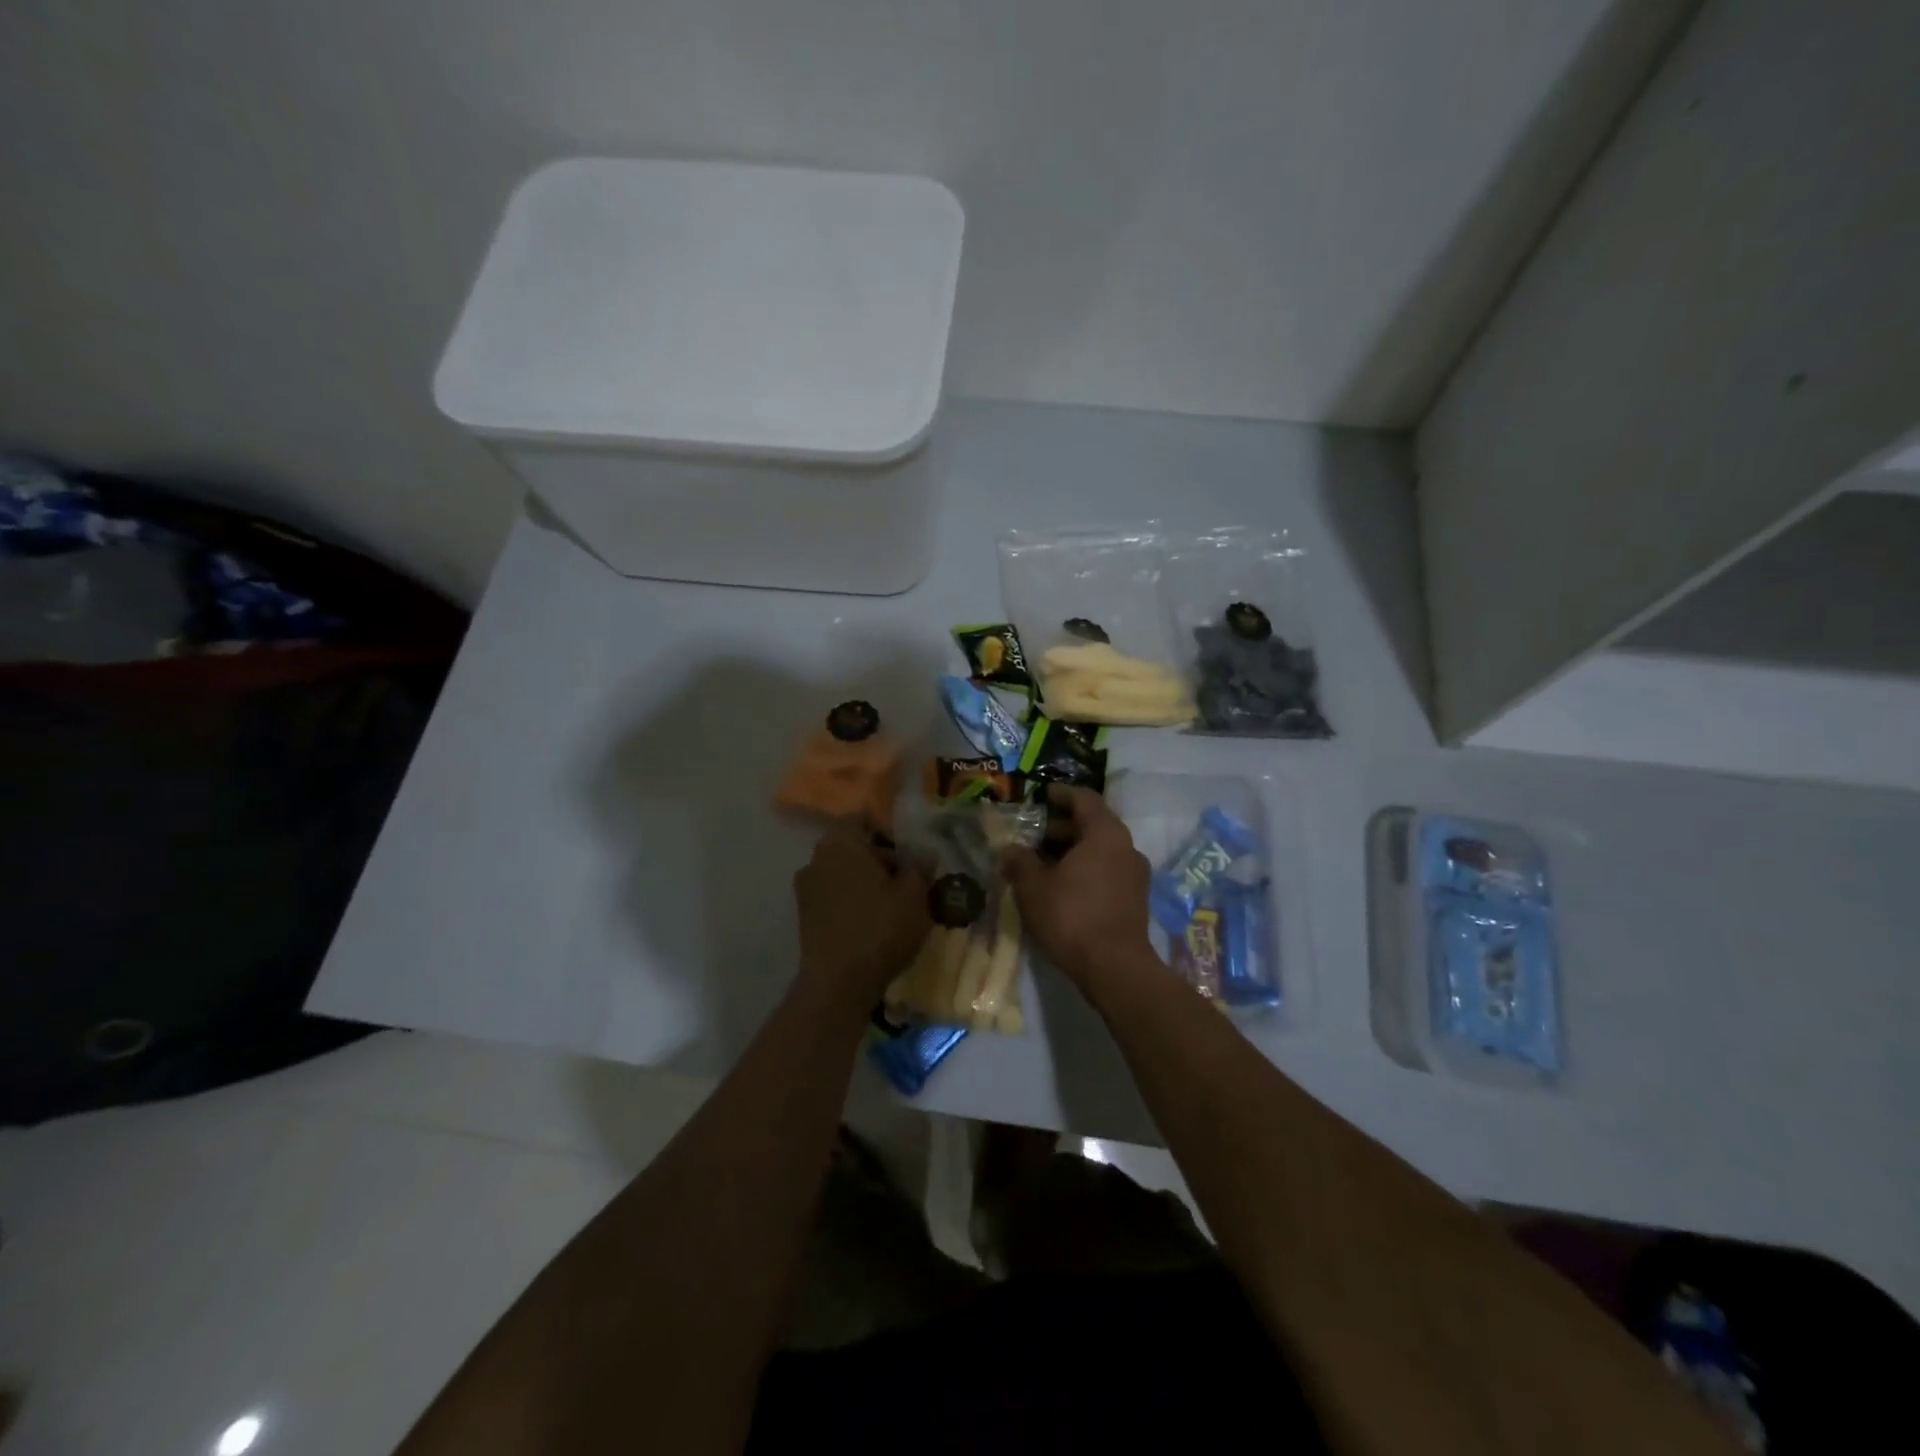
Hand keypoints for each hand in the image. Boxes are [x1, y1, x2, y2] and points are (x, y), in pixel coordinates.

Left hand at [794, 827, 931, 1004]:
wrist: (838, 984)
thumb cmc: (880, 929)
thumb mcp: (915, 896)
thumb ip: (920, 867)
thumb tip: (924, 854)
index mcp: (841, 841)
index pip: (865, 819)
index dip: (890, 833)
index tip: (910, 854)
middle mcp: (817, 857)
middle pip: (854, 846)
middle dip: (880, 860)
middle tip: (908, 883)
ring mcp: (805, 887)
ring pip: (843, 873)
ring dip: (865, 883)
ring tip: (892, 907)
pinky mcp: (804, 915)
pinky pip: (834, 896)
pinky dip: (852, 903)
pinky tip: (872, 924)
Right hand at [1002, 786, 1153, 987]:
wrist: (1115, 968)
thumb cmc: (1072, 917)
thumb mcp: (1034, 887)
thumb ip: (1020, 861)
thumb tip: (1010, 848)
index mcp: (1105, 834)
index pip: (1085, 799)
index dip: (1062, 794)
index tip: (1044, 795)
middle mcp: (1126, 847)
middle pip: (1095, 824)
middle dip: (1064, 825)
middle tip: (1037, 833)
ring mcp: (1135, 875)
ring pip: (1102, 849)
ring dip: (1075, 850)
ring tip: (1045, 862)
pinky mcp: (1136, 899)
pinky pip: (1109, 870)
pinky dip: (1087, 869)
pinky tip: (1064, 886)